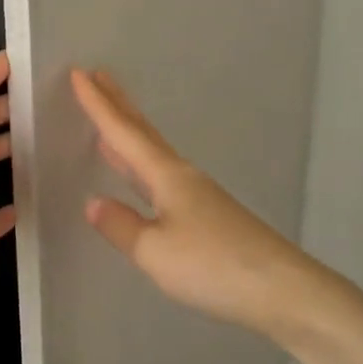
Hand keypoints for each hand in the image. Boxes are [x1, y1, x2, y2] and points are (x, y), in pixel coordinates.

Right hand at [72, 66, 362, 363]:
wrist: (283, 290)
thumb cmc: (214, 266)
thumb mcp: (155, 252)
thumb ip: (122, 226)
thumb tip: (93, 202)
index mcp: (167, 177)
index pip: (124, 134)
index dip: (98, 106)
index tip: (79, 73)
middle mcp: (183, 177)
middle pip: (144, 133)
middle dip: (119, 105)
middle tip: (98, 76)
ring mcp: (199, 196)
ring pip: (154, 153)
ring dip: (130, 133)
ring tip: (110, 119)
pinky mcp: (209, 216)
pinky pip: (163, 177)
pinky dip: (142, 165)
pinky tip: (141, 178)